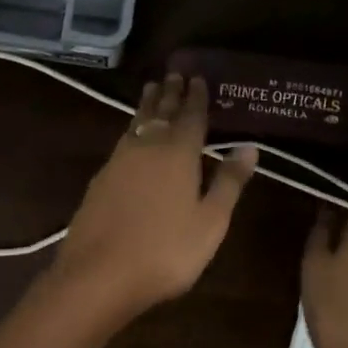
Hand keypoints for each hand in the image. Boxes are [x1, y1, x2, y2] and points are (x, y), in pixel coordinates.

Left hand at [47, 73, 256, 322]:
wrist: (98, 274)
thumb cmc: (165, 251)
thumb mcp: (210, 222)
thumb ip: (229, 182)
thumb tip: (250, 146)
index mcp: (178, 153)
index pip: (191, 116)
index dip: (197, 97)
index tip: (198, 77)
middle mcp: (147, 147)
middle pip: (161, 112)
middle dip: (170, 92)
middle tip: (174, 73)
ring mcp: (119, 160)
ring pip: (137, 122)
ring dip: (148, 104)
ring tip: (152, 89)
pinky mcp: (100, 178)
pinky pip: (123, 139)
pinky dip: (133, 126)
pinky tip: (132, 134)